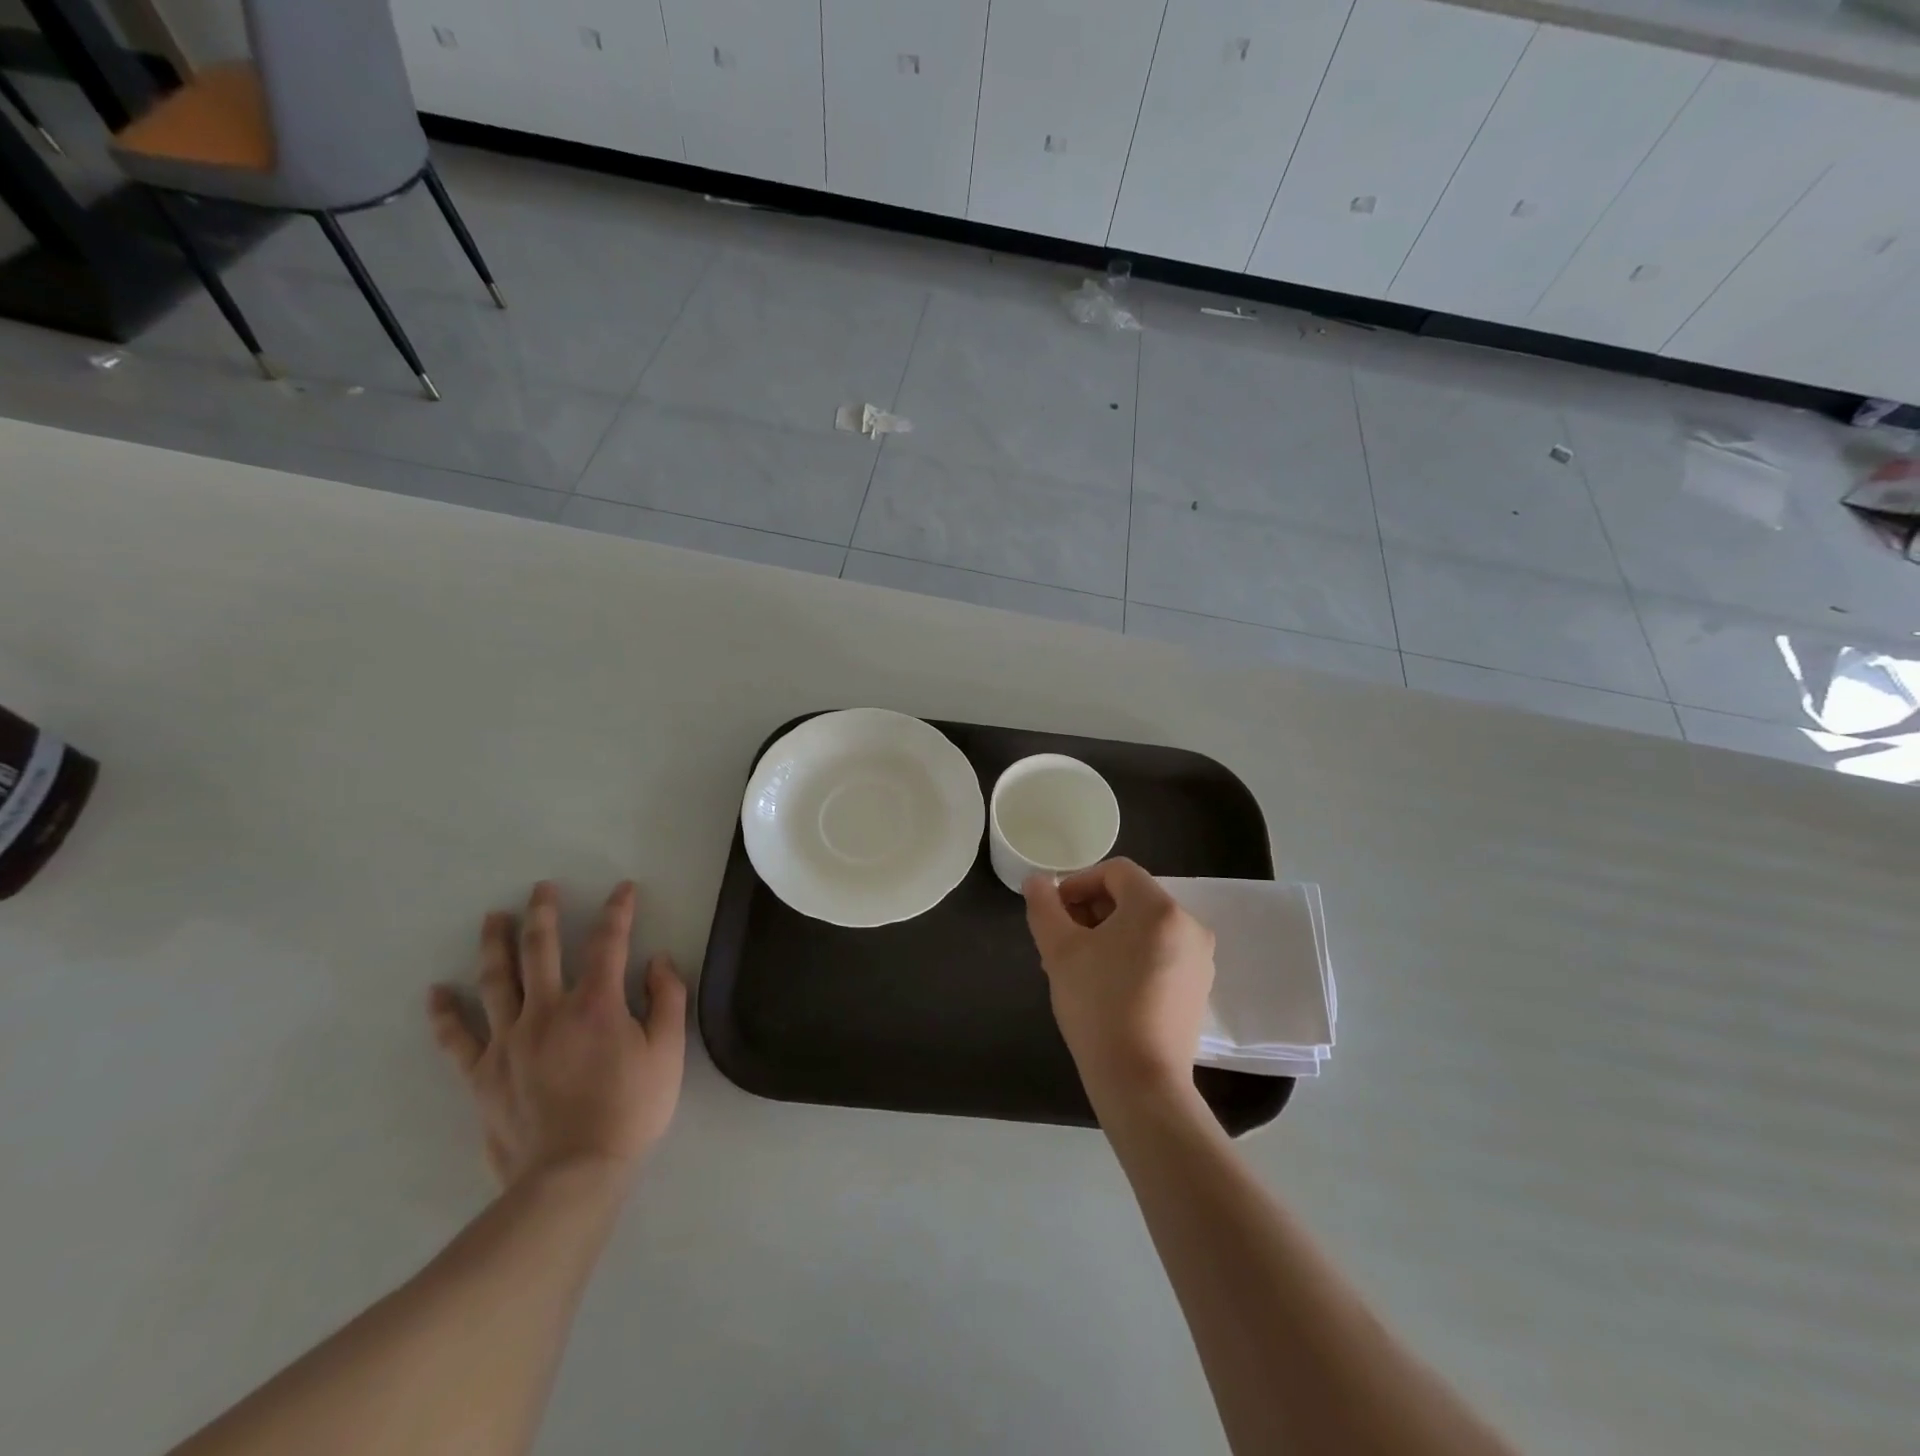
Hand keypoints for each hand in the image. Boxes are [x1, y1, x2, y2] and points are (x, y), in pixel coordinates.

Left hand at [427, 881, 686, 1186]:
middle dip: (544, 913)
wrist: (573, 1175)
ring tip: (493, 919)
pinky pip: (457, 1038)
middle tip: (541, 889)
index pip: (608, 942)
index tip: (624, 889)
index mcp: (597, 1003)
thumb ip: (667, 999)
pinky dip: (445, 1013)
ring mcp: (509, 1041)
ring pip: (496, 980)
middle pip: (541, 949)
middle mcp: (548, 1010)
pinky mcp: (482, 1074)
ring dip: (495, 944)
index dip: (618, 910)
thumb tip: (657, 961)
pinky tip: (436, 992)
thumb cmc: (630, 1110)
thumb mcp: (668, 1053)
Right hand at [1023, 858, 1214, 1099]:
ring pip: (1145, 927)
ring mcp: (1199, 958)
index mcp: (1158, 907)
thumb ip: (1044, 906)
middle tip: (1061, 940)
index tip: (1054, 912)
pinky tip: (1106, 985)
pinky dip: (1132, 955)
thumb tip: (1037, 881)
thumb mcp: (1059, 950)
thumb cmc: (1098, 1005)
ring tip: (1079, 965)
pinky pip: (1160, 952)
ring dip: (1109, 934)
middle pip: (1132, 898)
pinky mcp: (1198, 987)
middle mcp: (1188, 924)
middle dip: (1091, 911)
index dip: (1079, 883)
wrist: (1140, 1081)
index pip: (1115, 872)